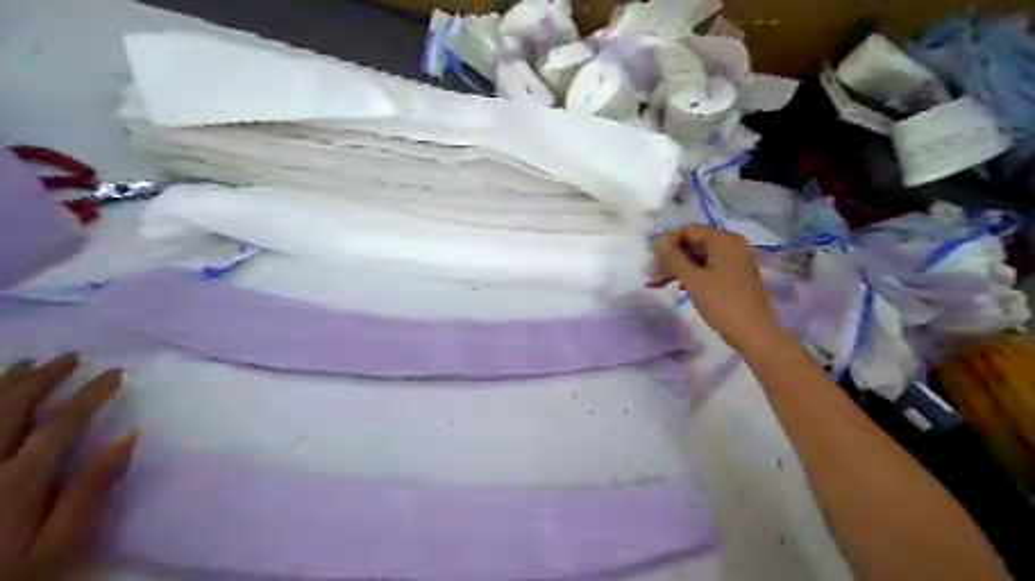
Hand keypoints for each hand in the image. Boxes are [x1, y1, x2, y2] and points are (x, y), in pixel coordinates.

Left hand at [0, 354, 136, 580]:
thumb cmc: (13, 577)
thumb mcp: (61, 547)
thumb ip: (90, 491)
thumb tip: (127, 437)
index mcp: (18, 483)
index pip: (60, 424)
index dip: (89, 394)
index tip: (115, 373)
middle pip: (10, 411)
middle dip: (42, 379)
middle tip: (70, 357)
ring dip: (4, 385)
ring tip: (28, 364)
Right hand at [649, 224, 788, 349]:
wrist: (754, 333)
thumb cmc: (722, 302)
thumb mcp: (693, 279)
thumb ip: (674, 258)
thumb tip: (660, 242)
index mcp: (724, 241)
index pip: (689, 230)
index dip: (668, 242)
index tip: (651, 258)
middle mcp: (732, 246)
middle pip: (694, 244)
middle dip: (671, 258)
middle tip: (651, 274)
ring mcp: (735, 262)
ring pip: (699, 258)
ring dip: (678, 269)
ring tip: (657, 283)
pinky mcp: (735, 277)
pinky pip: (708, 269)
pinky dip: (692, 276)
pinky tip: (679, 288)